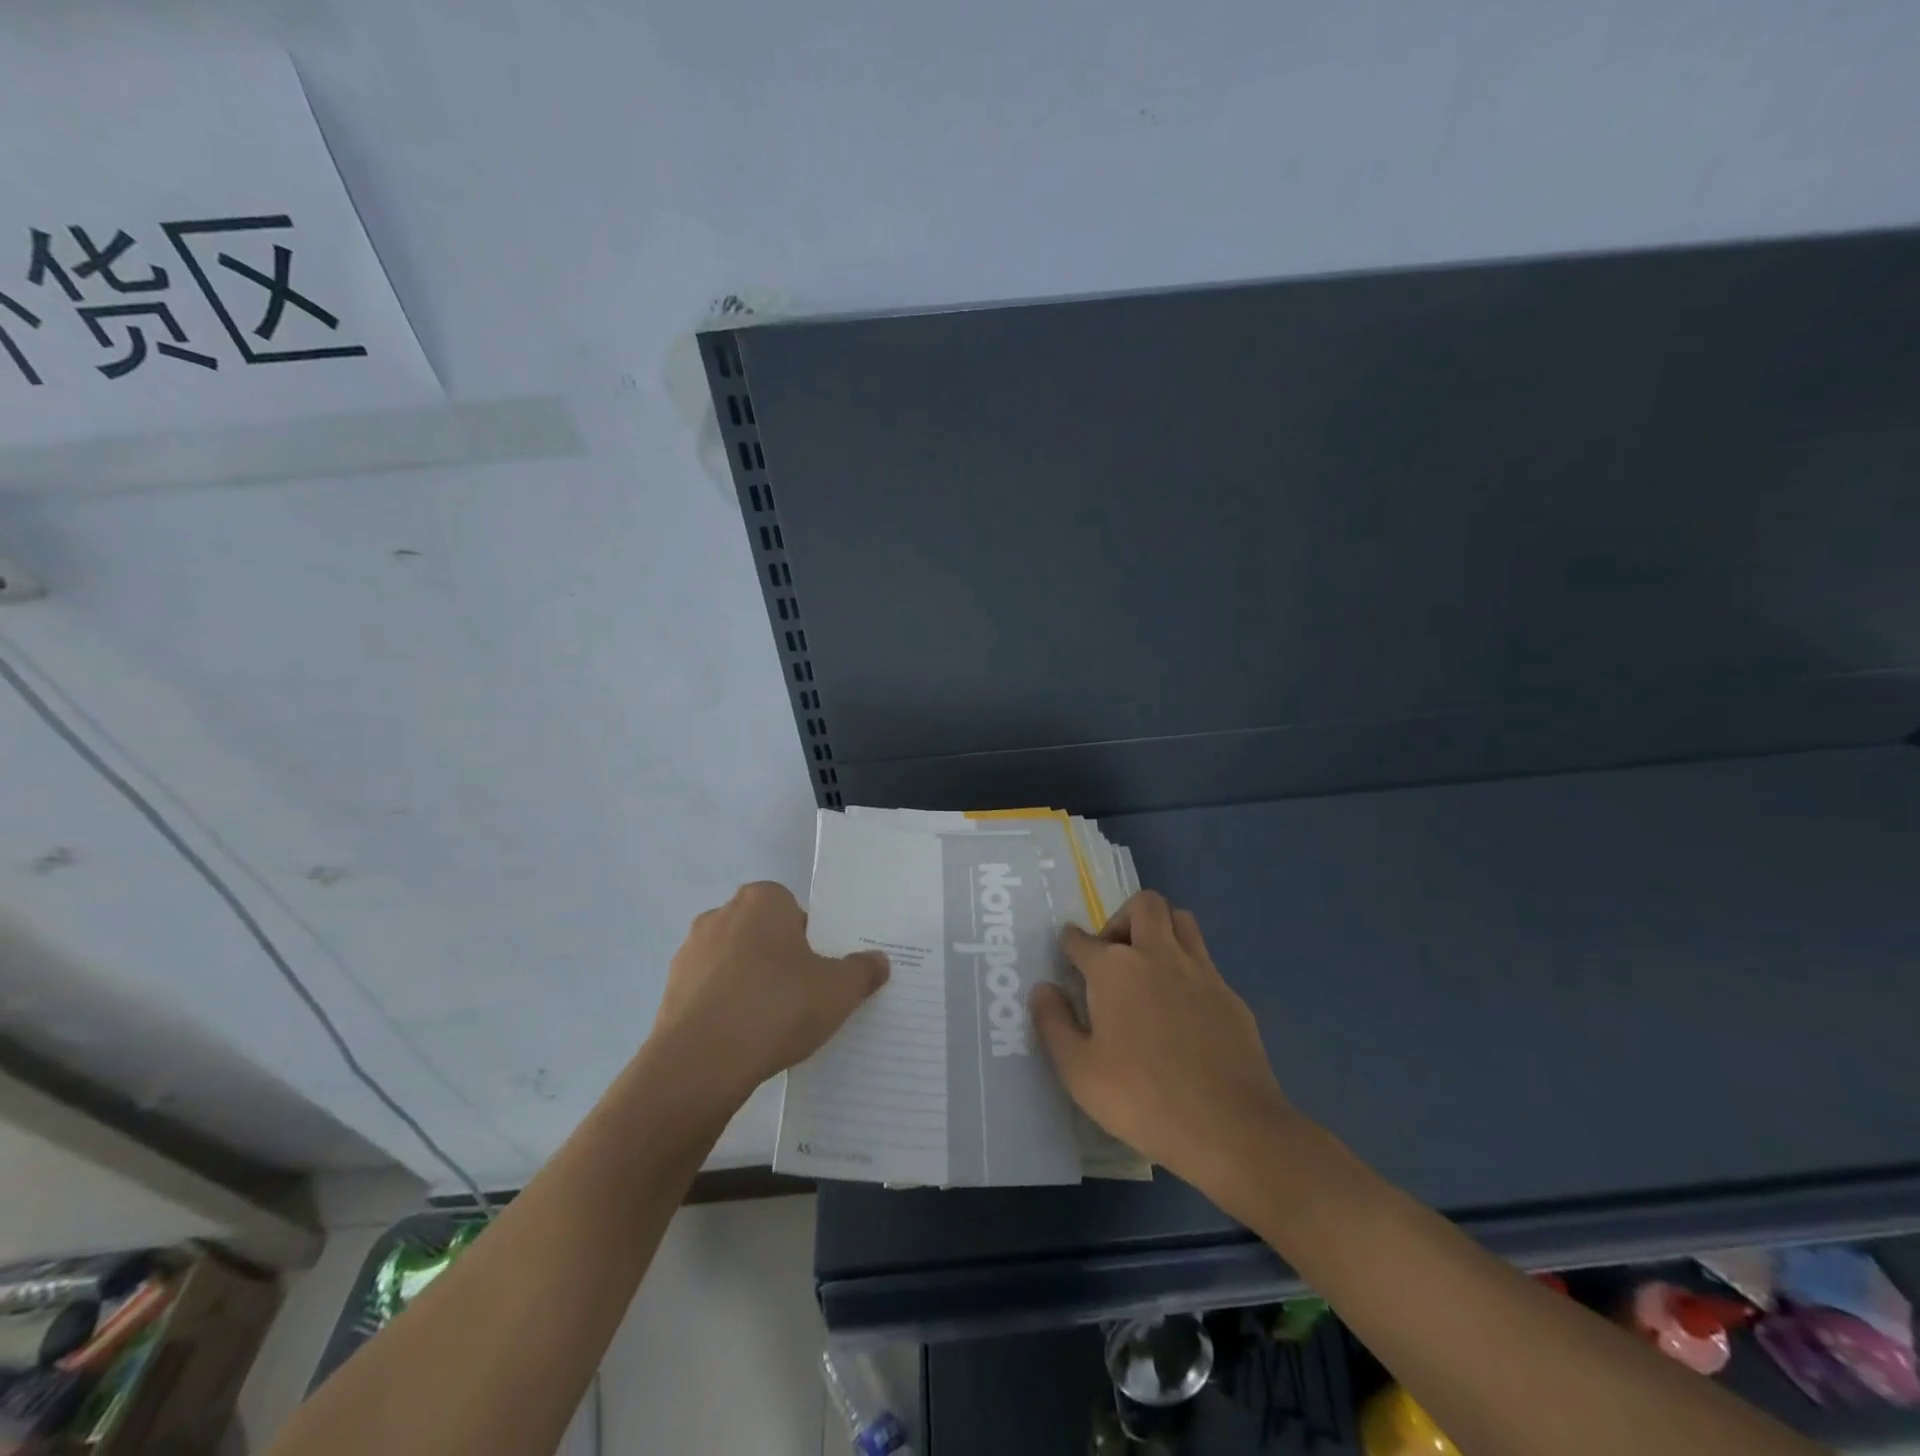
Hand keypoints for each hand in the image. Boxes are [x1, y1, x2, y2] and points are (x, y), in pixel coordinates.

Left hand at [648, 882, 888, 1105]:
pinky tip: (743, 1040)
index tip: (820, 972)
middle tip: (803, 996)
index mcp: (762, 900)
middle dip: (781, 960)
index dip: (810, 940)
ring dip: (751, 984)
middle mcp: (721, 915)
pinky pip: (711, 993)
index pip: (793, 909)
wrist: (700, 1064)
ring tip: (772, 1025)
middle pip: (763, 934)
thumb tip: (878, 961)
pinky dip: (727, 1008)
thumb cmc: (777, 1007)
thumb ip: (862, 971)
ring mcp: (690, 952)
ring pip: (735, 963)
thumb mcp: (839, 990)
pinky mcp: (670, 991)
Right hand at [1031, 891, 1294, 1206]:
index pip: (1082, 939)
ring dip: (1160, 930)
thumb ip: (1053, 1024)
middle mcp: (1157, 955)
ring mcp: (1200, 971)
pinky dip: (1187, 968)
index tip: (1067, 955)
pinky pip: (1204, 960)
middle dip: (1122, 918)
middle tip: (1112, 957)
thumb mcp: (1079, 1072)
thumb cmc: (1143, 1099)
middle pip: (1143, 905)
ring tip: (1148, 967)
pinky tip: (1182, 1007)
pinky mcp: (1230, 995)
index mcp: (1115, 969)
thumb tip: (1043, 989)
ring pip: (1180, 920)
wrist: (1231, 1128)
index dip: (1069, 943)